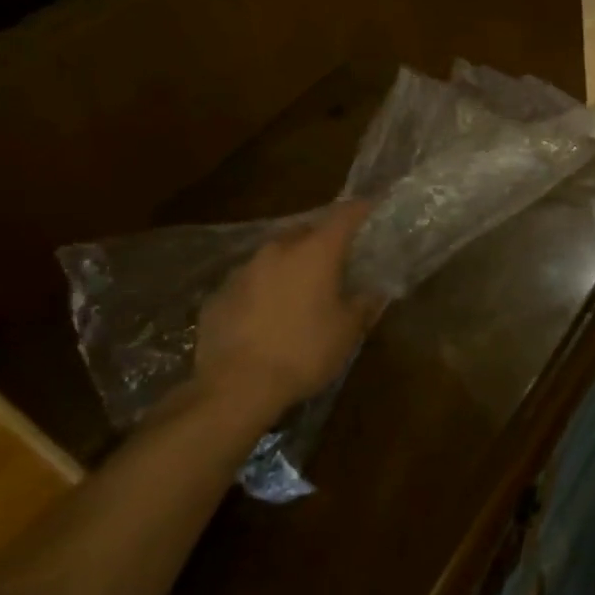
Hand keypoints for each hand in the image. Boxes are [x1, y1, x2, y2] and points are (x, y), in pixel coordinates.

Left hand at [192, 200, 381, 435]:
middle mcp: (278, 250)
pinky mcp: (219, 294)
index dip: (361, 209)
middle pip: (306, 231)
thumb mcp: (348, 331)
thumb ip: (365, 304)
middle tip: (338, 258)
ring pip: (275, 255)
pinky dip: (265, 288)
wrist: (236, 386)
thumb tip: (375, 291)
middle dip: (324, 240)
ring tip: (302, 288)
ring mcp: (243, 270)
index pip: (344, 215)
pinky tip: (268, 314)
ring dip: (292, 264)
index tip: (372, 208)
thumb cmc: (304, 352)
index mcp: (316, 252)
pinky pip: (250, 281)